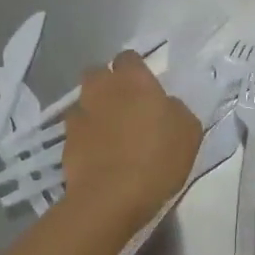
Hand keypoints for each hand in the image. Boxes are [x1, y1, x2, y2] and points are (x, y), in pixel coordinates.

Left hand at [62, 52, 202, 231]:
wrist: (111, 196)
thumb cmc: (158, 159)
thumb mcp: (188, 132)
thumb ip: (175, 110)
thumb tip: (165, 105)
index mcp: (134, 81)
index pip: (128, 58)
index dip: (135, 70)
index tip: (145, 87)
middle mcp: (102, 89)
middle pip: (98, 73)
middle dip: (107, 83)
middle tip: (125, 104)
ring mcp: (80, 114)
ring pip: (84, 100)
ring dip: (94, 109)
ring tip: (109, 131)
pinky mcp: (66, 141)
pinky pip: (76, 130)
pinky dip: (85, 137)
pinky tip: (97, 153)